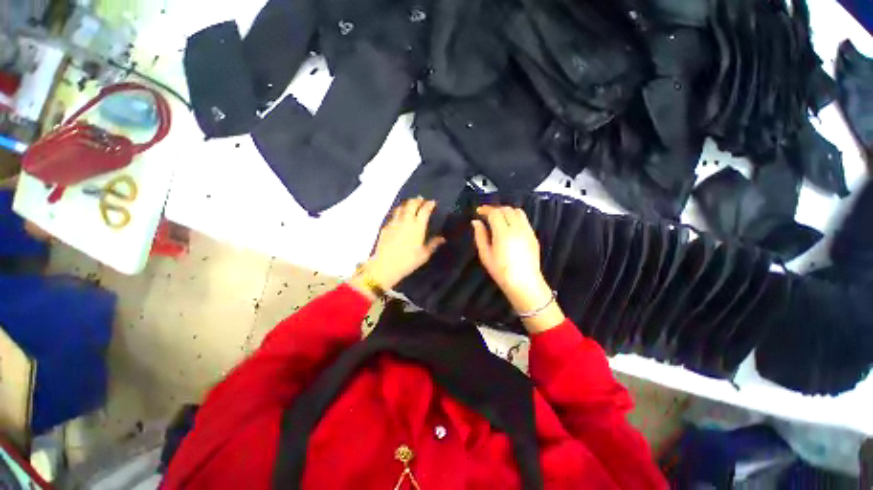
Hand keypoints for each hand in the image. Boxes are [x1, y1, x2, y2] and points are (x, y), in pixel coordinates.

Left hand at [354, 199, 444, 294]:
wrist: (385, 266)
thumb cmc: (408, 261)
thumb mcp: (424, 255)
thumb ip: (433, 244)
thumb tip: (442, 238)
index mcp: (417, 227)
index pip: (424, 210)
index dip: (429, 204)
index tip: (433, 202)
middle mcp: (406, 221)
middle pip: (411, 205)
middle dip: (417, 200)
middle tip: (421, 199)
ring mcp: (394, 223)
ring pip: (401, 208)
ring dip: (407, 203)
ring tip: (410, 203)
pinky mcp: (386, 227)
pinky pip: (393, 215)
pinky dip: (398, 212)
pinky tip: (399, 216)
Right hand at [472, 206, 564, 332]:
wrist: (525, 283)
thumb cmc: (501, 272)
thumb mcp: (485, 255)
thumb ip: (480, 236)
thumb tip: (476, 222)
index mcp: (503, 233)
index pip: (495, 213)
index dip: (485, 209)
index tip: (478, 211)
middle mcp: (517, 228)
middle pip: (506, 209)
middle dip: (495, 209)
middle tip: (486, 215)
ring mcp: (527, 231)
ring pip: (517, 211)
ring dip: (506, 211)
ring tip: (498, 218)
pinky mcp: (533, 235)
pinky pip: (524, 219)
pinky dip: (515, 217)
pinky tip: (509, 226)